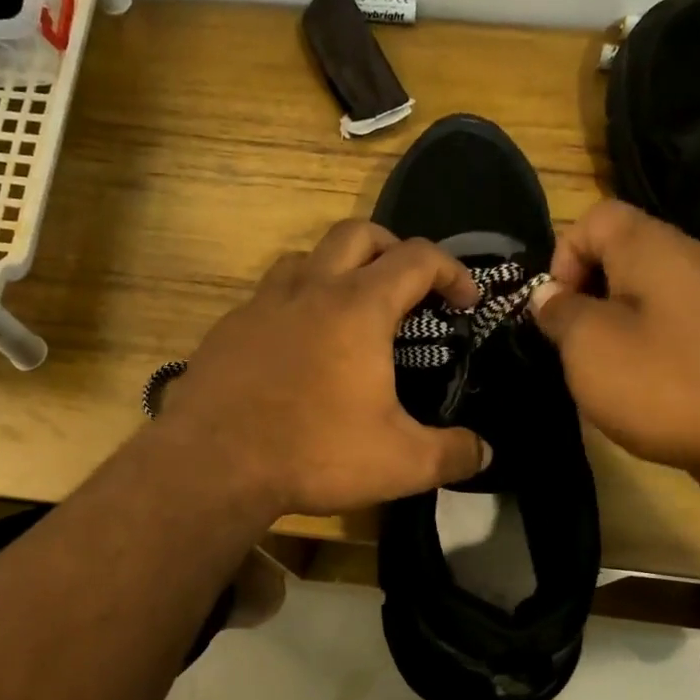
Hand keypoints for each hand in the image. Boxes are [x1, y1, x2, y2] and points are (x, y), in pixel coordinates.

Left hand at [157, 220, 491, 517]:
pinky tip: (295, 349)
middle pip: (358, 235)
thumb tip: (485, 452)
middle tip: (408, 288)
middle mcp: (310, 291)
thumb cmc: (314, 453)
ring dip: (337, 270)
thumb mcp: (400, 463)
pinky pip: (267, 298)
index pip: (418, 259)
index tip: (465, 300)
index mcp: (359, 308)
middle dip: (393, 249)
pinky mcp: (227, 329)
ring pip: (306, 259)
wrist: (213, 465)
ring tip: (349, 310)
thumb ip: (452, 454)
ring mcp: (261, 305)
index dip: (452, 271)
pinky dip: (293, 306)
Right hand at [530, 200, 699, 477]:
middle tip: (574, 342)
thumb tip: (548, 294)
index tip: (556, 309)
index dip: (563, 256)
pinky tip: (645, 382)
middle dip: (586, 292)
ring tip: (605, 367)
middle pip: (621, 251)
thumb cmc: (661, 382)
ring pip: (646, 290)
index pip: (595, 217)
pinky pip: (673, 319)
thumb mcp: (588, 346)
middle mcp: (690, 257)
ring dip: (614, 321)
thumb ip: (559, 311)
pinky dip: (648, 341)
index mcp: (651, 247)